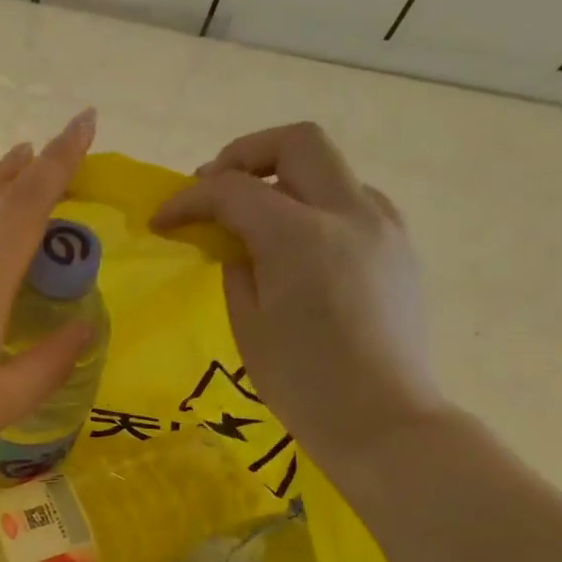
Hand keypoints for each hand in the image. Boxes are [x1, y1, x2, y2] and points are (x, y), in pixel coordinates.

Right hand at [152, 122, 446, 473]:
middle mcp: (349, 213)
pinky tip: (300, 247)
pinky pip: (354, 202)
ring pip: (331, 169)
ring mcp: (383, 226)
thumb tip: (236, 242)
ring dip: (287, 179)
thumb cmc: (302, 383)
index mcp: (300, 236)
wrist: (382, 420)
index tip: (162, 219)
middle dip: (246, 154)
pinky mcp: (400, 248)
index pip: (234, 190)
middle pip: (298, 141)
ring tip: (257, 220)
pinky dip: (318, 207)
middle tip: (215, 188)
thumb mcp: (248, 324)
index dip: (189, 199)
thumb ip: (237, 267)